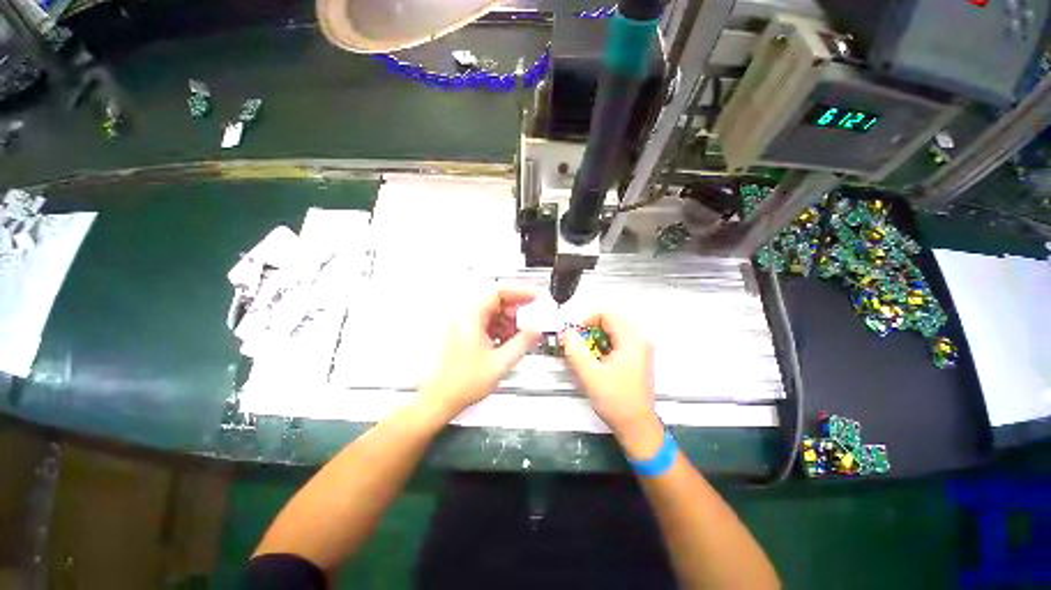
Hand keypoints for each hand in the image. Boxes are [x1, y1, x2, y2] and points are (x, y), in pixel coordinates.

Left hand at [419, 287, 540, 420]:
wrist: (441, 398)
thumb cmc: (462, 383)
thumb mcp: (501, 362)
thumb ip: (522, 343)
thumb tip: (535, 330)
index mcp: (470, 318)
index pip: (497, 292)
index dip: (518, 292)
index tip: (532, 296)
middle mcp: (463, 317)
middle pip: (494, 301)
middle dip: (514, 309)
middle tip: (528, 318)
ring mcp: (462, 325)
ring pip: (490, 312)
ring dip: (506, 320)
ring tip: (517, 335)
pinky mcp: (462, 334)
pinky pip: (485, 322)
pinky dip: (498, 328)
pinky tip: (505, 341)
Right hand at [563, 312, 662, 457]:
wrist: (635, 425)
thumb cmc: (616, 401)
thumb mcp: (589, 374)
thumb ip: (575, 350)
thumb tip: (568, 333)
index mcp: (631, 339)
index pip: (606, 314)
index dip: (586, 320)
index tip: (575, 334)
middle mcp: (639, 340)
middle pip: (609, 321)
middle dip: (589, 330)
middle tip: (578, 345)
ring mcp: (640, 349)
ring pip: (612, 331)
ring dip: (595, 339)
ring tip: (586, 356)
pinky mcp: (636, 358)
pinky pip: (616, 341)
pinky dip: (603, 346)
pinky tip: (597, 362)